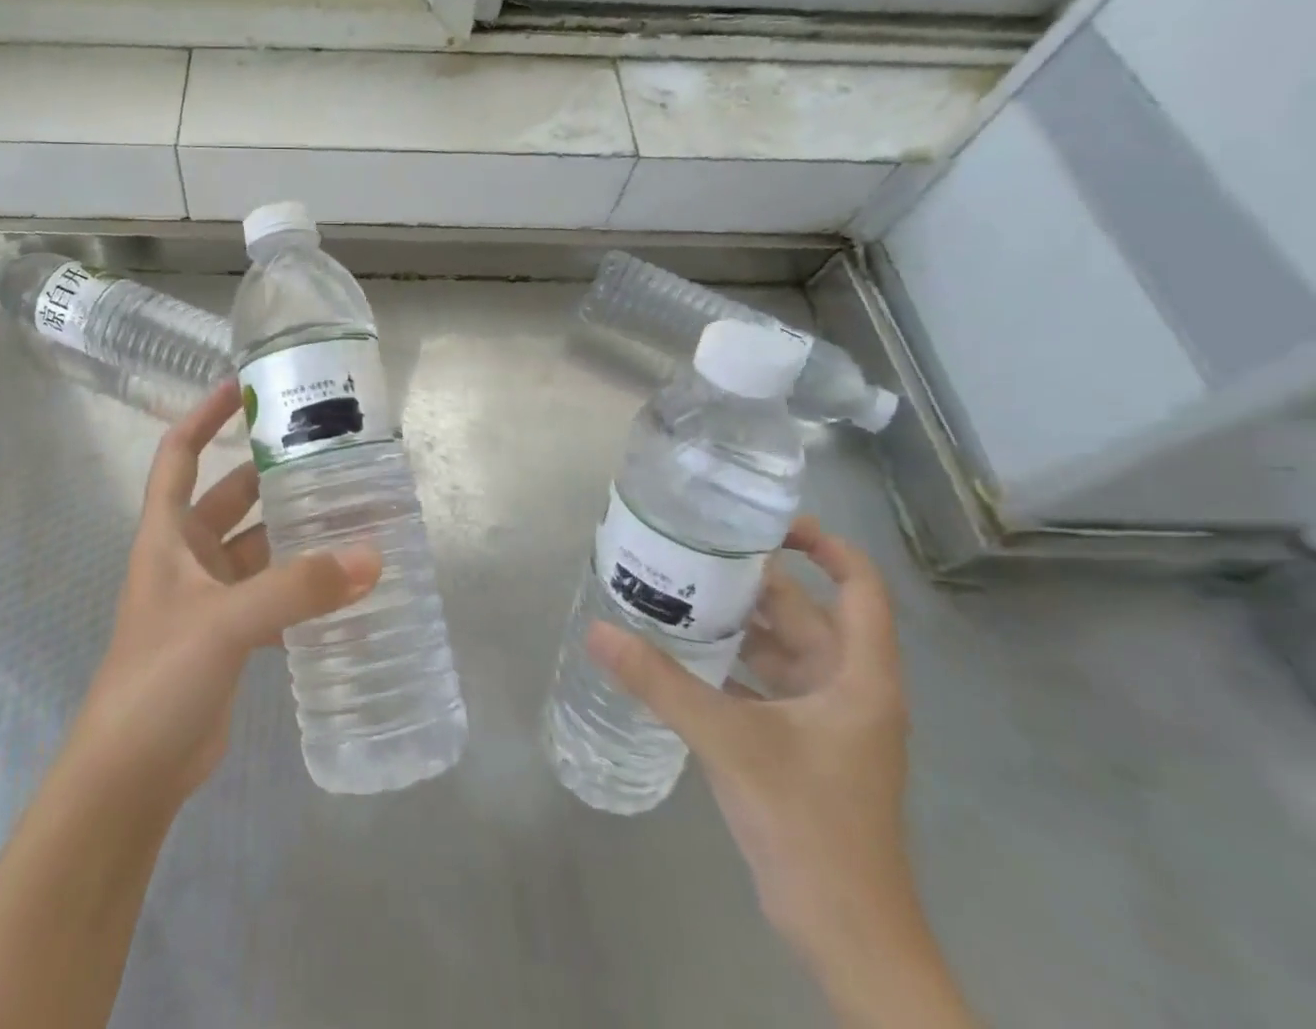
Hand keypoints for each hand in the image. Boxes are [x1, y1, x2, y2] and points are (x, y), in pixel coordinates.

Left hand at [64, 381, 382, 807]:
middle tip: (327, 454)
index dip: (205, 414)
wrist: (130, 776)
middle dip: (272, 474)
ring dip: (296, 535)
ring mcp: (208, 599)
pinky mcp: (229, 636)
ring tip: (351, 514)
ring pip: (258, 548)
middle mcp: (185, 557)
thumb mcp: (225, 622)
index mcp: (166, 535)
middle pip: (231, 497)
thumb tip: (372, 557)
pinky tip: (344, 585)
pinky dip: (302, 588)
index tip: (245, 385)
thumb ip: (298, 588)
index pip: (179, 454)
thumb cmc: (158, 678)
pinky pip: (272, 595)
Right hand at [588, 520, 919, 968]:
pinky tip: (679, 653)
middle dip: (750, 580)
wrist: (845, 935)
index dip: (823, 545)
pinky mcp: (799, 745)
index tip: (764, 521)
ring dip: (733, 621)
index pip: (859, 587)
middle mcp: (847, 687)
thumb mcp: (731, 743)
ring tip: (673, 590)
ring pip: (778, 647)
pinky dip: (727, 662)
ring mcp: (824, 719)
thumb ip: (662, 684)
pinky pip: (761, 682)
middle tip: (687, 550)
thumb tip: (598, 631)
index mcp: (858, 677)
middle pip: (804, 612)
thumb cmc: (809, 827)